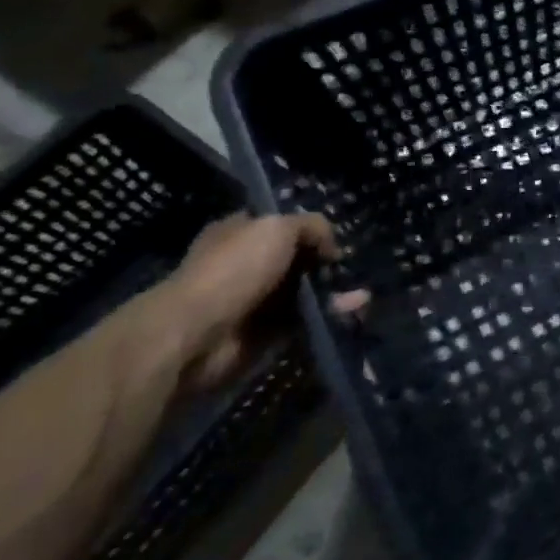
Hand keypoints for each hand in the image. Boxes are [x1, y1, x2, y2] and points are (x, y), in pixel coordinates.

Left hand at [147, 213, 340, 389]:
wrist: (197, 335)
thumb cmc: (233, 269)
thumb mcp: (278, 227)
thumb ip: (312, 226)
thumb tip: (331, 248)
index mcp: (240, 232)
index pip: (280, 224)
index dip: (309, 229)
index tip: (333, 239)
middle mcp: (247, 264)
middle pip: (298, 260)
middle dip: (327, 265)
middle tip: (352, 270)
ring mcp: (256, 300)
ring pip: (306, 292)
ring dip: (335, 293)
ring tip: (362, 298)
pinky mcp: (265, 333)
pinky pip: (305, 320)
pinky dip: (330, 316)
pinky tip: (353, 311)